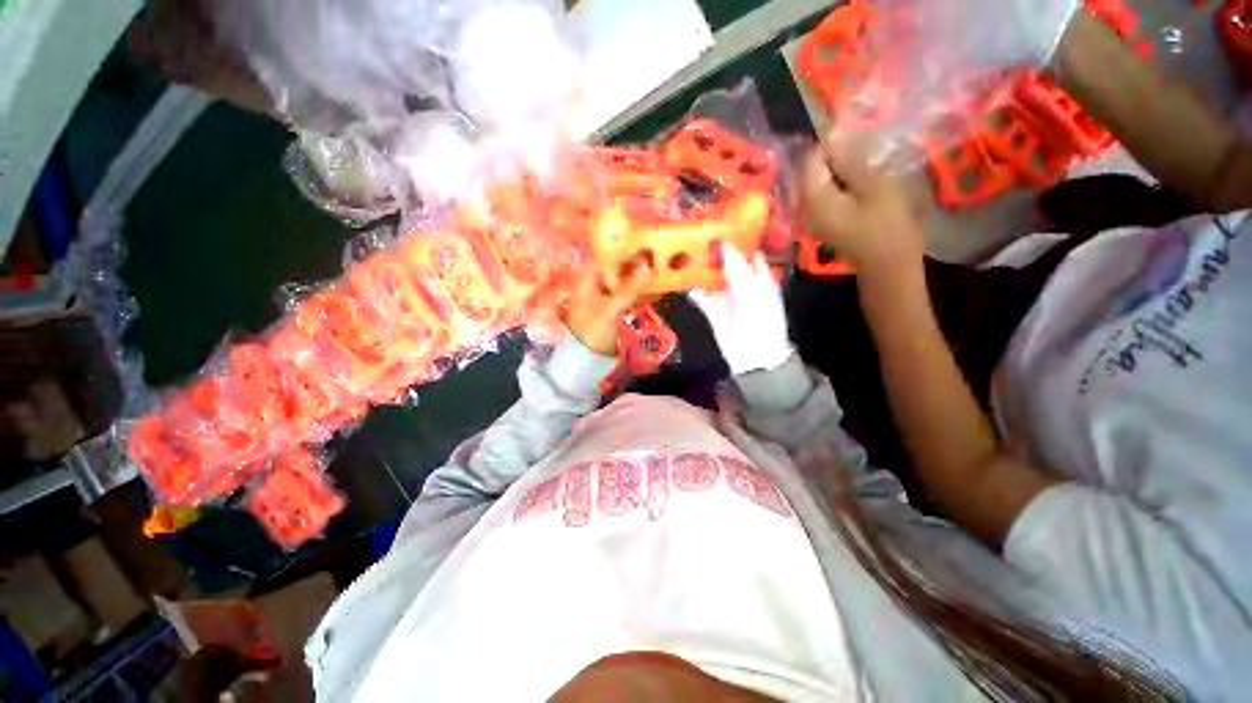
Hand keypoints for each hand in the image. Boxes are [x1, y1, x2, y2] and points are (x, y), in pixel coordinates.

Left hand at [566, 258, 654, 355]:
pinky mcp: (614, 311)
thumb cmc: (593, 330)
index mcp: (587, 280)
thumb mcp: (611, 308)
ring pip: (626, 284)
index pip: (606, 257)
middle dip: (637, 265)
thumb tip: (648, 266)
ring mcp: (605, 299)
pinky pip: (629, 298)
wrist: (587, 360)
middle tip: (658, 258)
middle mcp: (595, 286)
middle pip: (618, 270)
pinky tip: (658, 292)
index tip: (644, 244)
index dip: (624, 250)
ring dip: (642, 281)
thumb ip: (630, 288)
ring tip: (663, 273)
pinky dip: (642, 295)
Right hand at [689, 244, 792, 374]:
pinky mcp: (714, 311)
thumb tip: (725, 244)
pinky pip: (702, 297)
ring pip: (712, 279)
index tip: (717, 224)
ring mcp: (727, 297)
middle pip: (726, 263)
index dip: (735, 238)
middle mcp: (742, 284)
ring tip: (684, 254)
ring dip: (700, 270)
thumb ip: (737, 267)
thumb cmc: (759, 320)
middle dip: (712, 252)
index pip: (746, 251)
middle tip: (694, 236)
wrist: (754, 356)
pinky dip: (693, 290)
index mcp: (759, 276)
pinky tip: (682, 281)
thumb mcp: (751, 290)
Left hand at [797, 138, 924, 278]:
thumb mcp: (874, 186)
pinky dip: (838, 184)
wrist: (888, 267)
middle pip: (811, 172)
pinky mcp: (822, 223)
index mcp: (814, 199)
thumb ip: (851, 161)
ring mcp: (811, 219)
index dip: (831, 143)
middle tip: (864, 148)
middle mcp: (804, 209)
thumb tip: (835, 135)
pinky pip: (823, 196)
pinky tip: (858, 182)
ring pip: (818, 183)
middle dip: (834, 156)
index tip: (858, 136)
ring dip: (838, 170)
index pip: (810, 160)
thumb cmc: (888, 226)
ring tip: (865, 162)